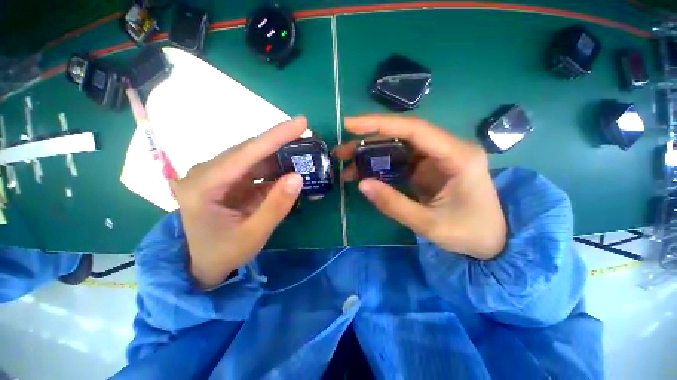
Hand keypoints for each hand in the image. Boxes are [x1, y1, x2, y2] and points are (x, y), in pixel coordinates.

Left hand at [172, 117, 306, 288]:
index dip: (276, 136)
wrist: (202, 264)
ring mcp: (218, 175)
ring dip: (280, 155)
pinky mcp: (229, 180)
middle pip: (250, 151)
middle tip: (307, 134)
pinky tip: (291, 170)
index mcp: (203, 185)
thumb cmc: (223, 253)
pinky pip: (256, 169)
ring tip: (304, 152)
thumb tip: (298, 177)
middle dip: (281, 142)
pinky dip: (276, 169)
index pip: (246, 153)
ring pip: (255, 157)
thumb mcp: (254, 234)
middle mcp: (207, 172)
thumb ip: (276, 206)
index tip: (301, 122)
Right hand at [335, 115, 505, 259]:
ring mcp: (437, 158)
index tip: (350, 124)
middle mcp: (447, 149)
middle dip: (369, 141)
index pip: (414, 129)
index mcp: (457, 156)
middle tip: (342, 151)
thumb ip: (394, 204)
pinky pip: (401, 160)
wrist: (493, 242)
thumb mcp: (429, 224)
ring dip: (372, 153)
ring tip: (348, 164)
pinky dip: (381, 165)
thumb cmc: (469, 233)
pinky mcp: (429, 168)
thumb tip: (362, 184)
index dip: (380, 124)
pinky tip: (365, 173)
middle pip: (402, 135)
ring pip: (399, 147)